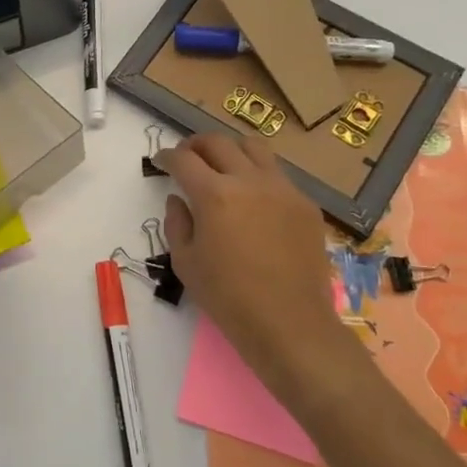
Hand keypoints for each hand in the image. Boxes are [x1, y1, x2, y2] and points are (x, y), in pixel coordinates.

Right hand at [156, 133, 358, 402]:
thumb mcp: (185, 262)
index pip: (184, 160)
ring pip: (254, 148)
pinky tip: (254, 199)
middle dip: (196, 145)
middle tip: (187, 156)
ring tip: (222, 165)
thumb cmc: (228, 297)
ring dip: (231, 150)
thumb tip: (179, 199)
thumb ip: (177, 223)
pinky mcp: (305, 205)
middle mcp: (249, 181)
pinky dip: (258, 176)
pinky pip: (278, 176)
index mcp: (214, 194)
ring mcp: (283, 189)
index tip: (160, 161)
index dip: (167, 156)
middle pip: (218, 143)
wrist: (289, 323)